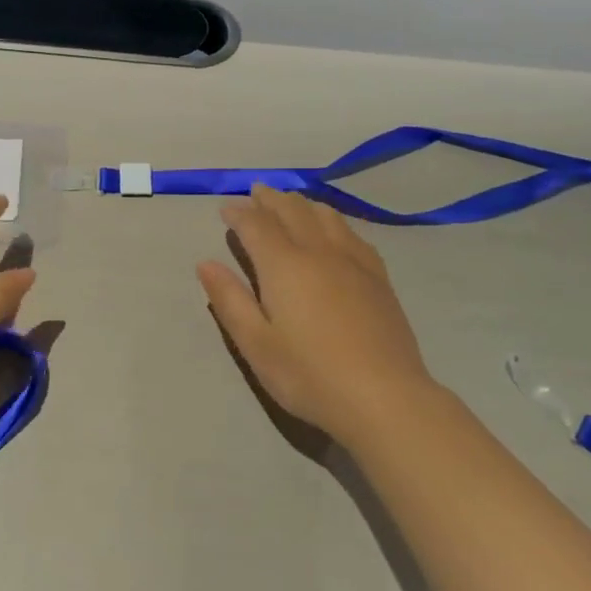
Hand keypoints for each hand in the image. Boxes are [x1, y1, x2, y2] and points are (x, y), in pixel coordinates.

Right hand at [197, 185, 432, 440]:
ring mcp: (354, 262)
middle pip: (292, 211)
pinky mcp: (378, 277)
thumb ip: (230, 300)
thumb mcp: (256, 345)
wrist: (384, 397)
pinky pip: (353, 234)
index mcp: (284, 265)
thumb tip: (206, 264)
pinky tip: (336, 231)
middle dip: (270, 199)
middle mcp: (319, 252)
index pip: (256, 225)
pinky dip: (334, 221)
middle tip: (256, 192)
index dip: (239, 213)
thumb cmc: (309, 374)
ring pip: (326, 216)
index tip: (226, 208)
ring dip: (303, 203)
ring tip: (291, 202)